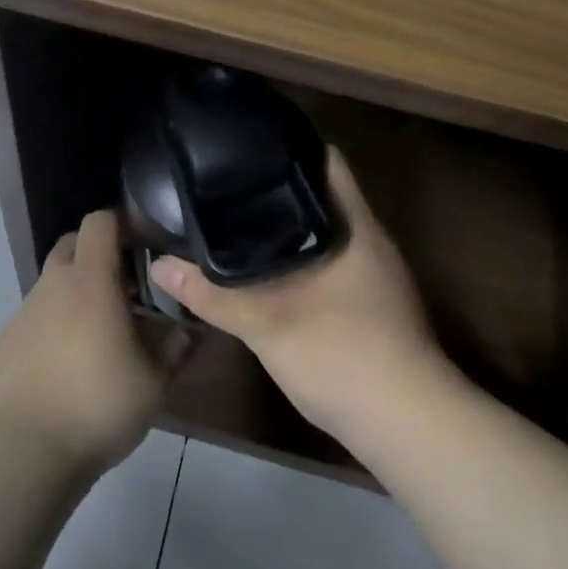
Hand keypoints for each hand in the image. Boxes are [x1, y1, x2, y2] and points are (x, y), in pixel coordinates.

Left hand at [0, 209, 191, 475]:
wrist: (24, 451)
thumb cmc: (98, 404)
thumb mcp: (153, 381)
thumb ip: (174, 348)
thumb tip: (186, 330)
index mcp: (90, 280)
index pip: (100, 222)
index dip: (123, 223)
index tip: (145, 244)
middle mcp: (53, 285)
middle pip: (73, 244)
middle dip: (99, 254)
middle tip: (126, 287)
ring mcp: (24, 312)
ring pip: (54, 282)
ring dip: (77, 292)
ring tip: (101, 332)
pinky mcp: (6, 341)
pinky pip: (37, 316)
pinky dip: (56, 323)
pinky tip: (69, 362)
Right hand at [149, 149, 449, 443]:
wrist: (407, 425)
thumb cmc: (342, 356)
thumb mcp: (267, 324)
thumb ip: (212, 294)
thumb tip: (160, 265)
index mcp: (354, 226)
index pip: (326, 162)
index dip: (290, 144)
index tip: (248, 143)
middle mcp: (369, 241)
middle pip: (323, 194)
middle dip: (278, 186)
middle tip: (228, 182)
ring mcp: (375, 274)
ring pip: (326, 231)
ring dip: (290, 224)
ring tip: (239, 218)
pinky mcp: (372, 304)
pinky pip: (330, 261)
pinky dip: (299, 256)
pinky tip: (268, 270)